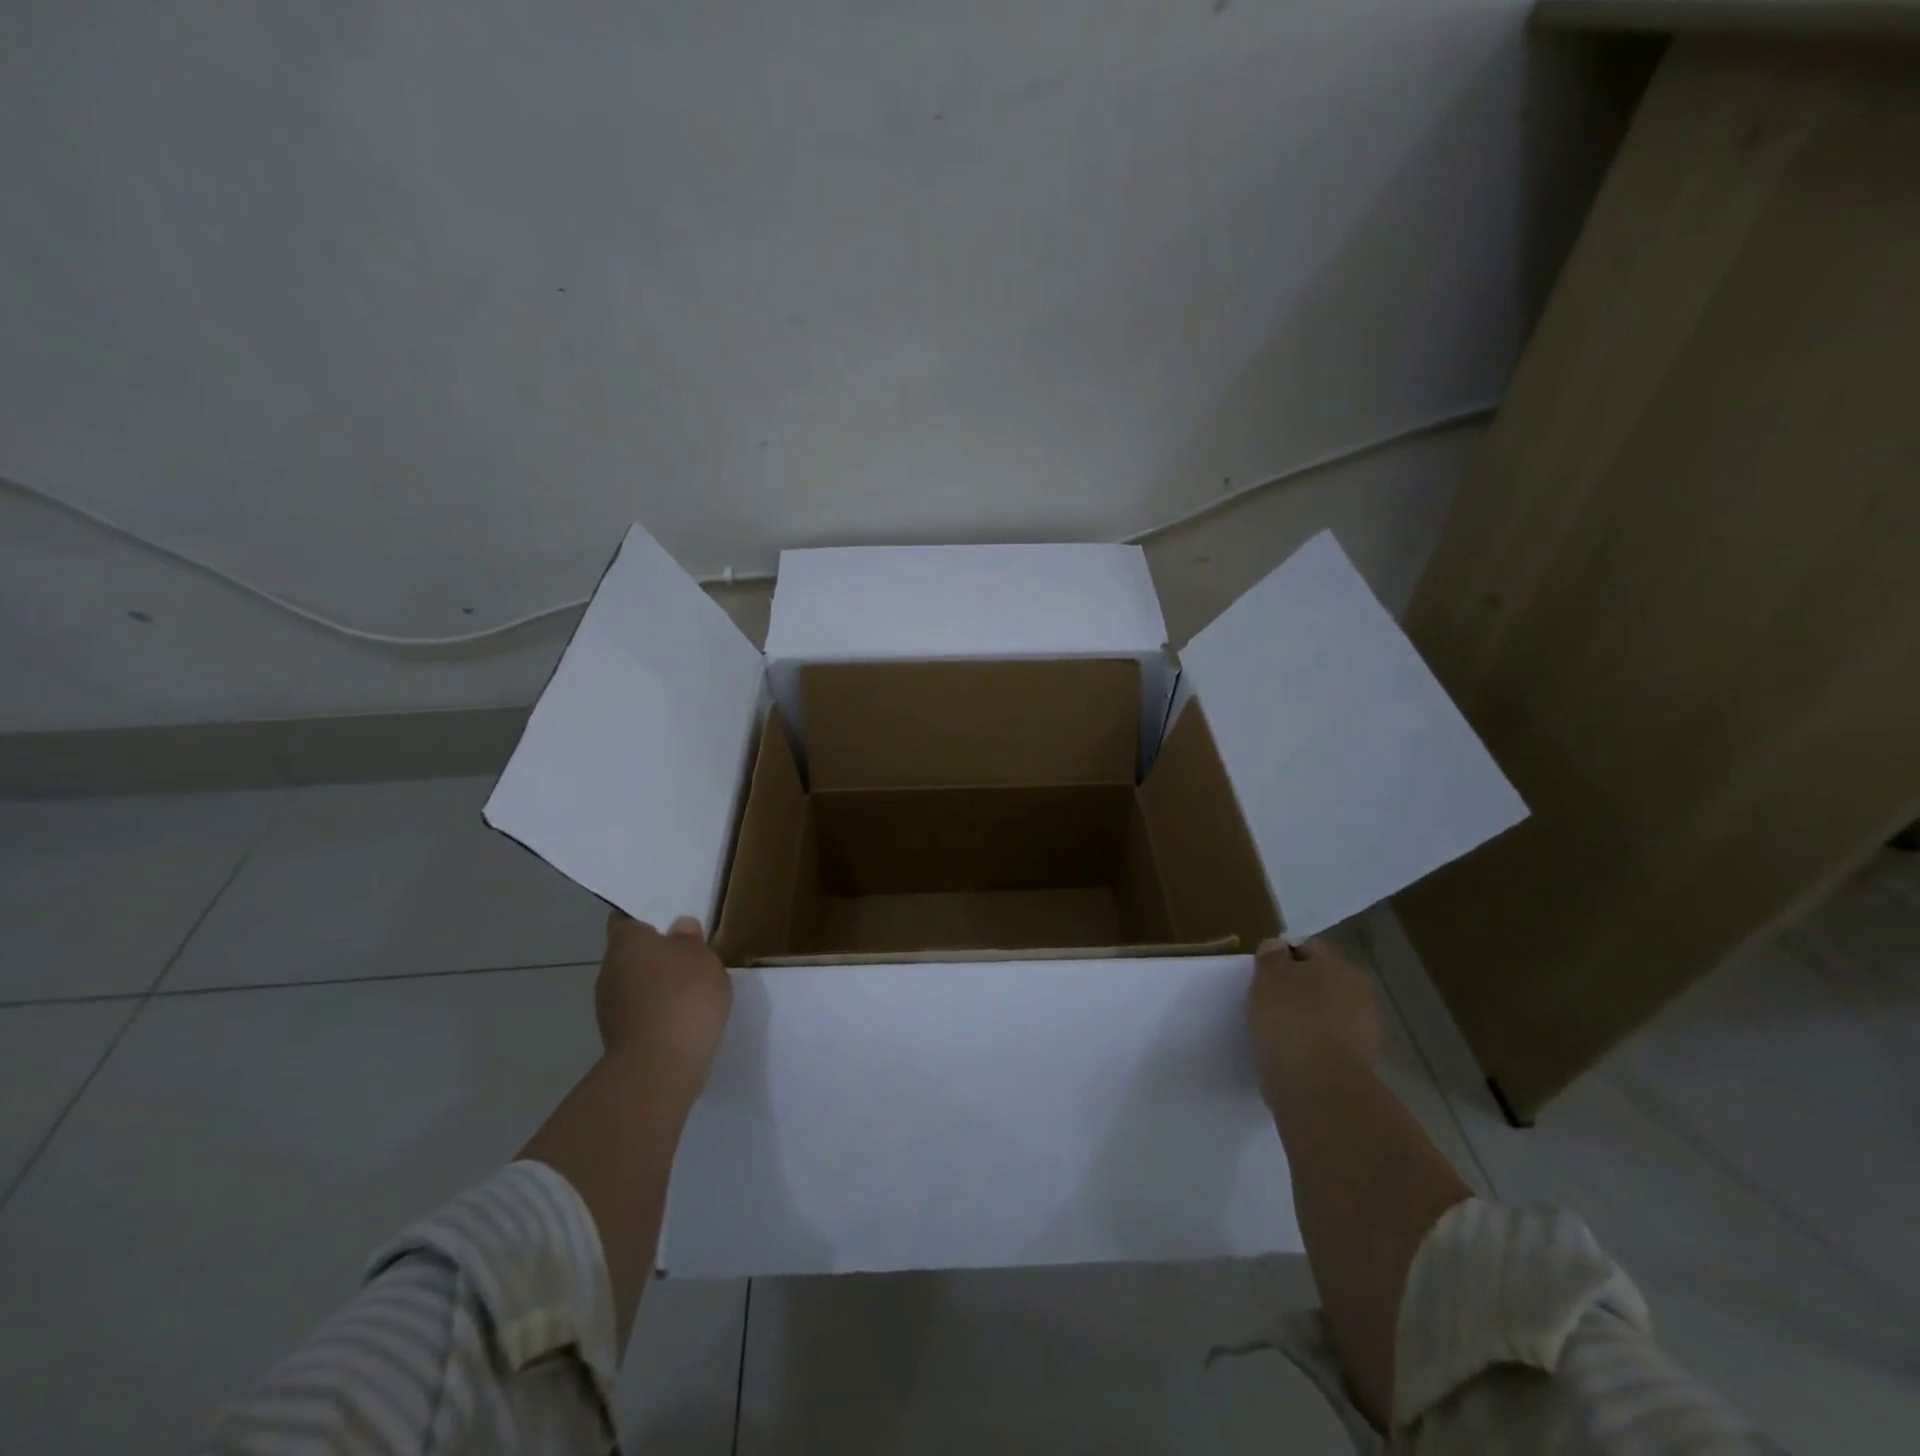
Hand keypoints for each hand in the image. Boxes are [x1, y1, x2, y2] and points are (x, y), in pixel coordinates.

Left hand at [596, 912, 732, 1101]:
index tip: (666, 919)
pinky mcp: (618, 1039)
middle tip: (688, 953)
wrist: (660, 1068)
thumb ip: (691, 941)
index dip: (643, 918)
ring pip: (635, 985)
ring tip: (690, 989)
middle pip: (631, 954)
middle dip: (655, 954)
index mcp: (626, 942)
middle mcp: (609, 971)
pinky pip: (640, 1014)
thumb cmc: (683, 998)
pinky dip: (658, 1012)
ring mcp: (609, 1008)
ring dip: (656, 986)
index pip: (625, 919)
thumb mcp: (704, 959)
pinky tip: (683, 1018)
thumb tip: (679, 928)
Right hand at [1247, 936, 1379, 1102]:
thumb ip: (1272, 957)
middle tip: (1268, 1001)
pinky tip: (1292, 1053)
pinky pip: (1328, 1042)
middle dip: (1299, 988)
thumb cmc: (1289, 1020)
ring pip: (1326, 1013)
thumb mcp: (1267, 978)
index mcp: (1340, 965)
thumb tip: (1279, 947)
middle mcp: (1360, 992)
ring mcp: (1364, 1030)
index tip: (1262, 974)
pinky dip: (1313, 1044)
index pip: (1308, 949)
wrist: (1318, 1087)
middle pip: (1321, 980)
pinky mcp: (1359, 1064)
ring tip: (1277, 1030)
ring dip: (1307, 1017)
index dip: (1283, 957)